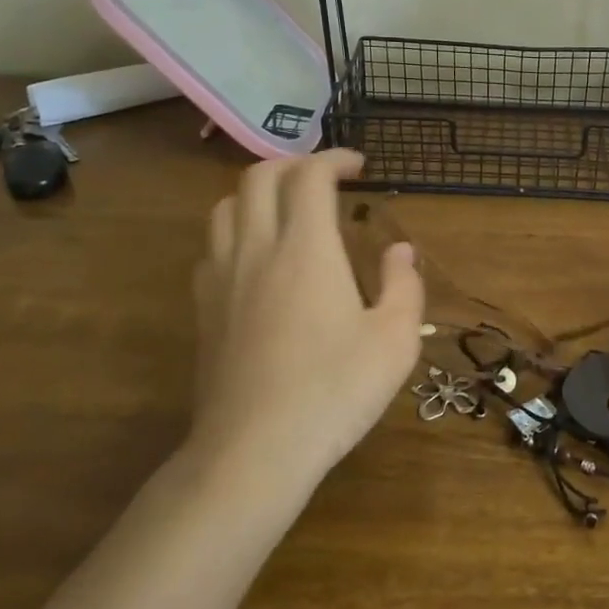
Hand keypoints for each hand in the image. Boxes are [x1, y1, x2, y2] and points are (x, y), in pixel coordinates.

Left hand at [192, 151, 423, 492]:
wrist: (254, 449)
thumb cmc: (334, 391)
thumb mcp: (395, 341)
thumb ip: (404, 286)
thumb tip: (399, 251)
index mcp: (306, 249)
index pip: (309, 176)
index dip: (334, 159)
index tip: (358, 167)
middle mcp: (257, 249)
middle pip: (258, 176)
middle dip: (293, 163)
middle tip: (324, 179)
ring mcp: (221, 278)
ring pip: (225, 207)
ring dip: (258, 193)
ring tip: (288, 210)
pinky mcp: (204, 309)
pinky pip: (212, 247)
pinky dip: (237, 231)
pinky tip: (257, 259)